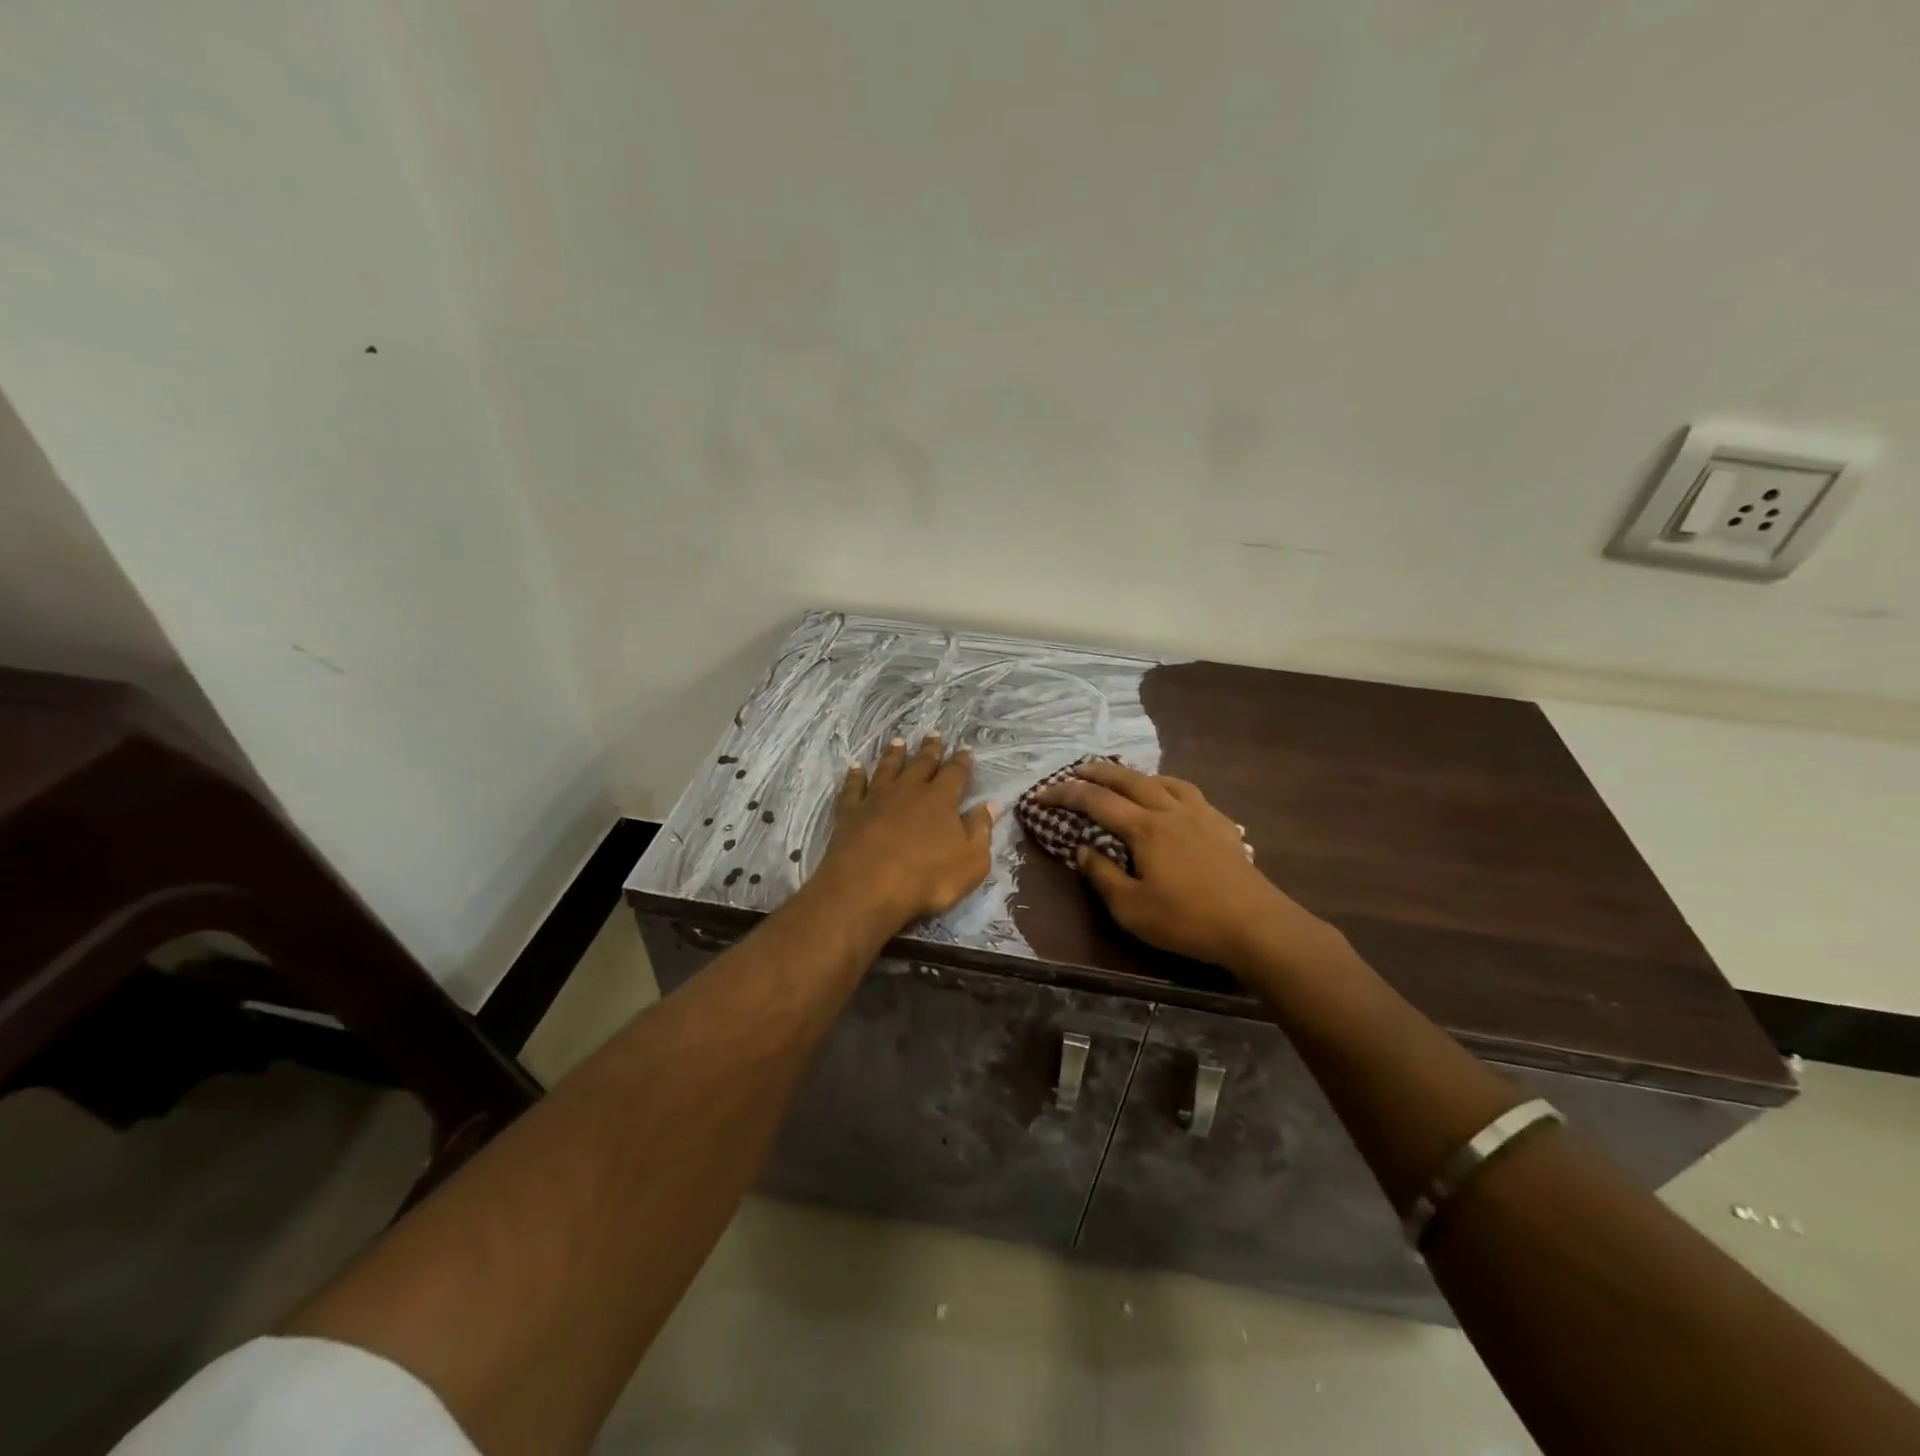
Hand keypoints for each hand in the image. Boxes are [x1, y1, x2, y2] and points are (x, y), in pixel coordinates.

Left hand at [813, 734, 995, 925]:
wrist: (868, 887)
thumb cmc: (928, 878)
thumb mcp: (971, 860)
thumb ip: (981, 830)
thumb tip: (990, 805)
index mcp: (941, 800)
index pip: (956, 773)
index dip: (962, 761)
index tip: (966, 749)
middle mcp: (909, 790)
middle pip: (921, 764)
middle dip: (930, 749)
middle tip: (933, 734)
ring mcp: (876, 798)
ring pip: (887, 768)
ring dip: (894, 754)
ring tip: (898, 742)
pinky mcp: (850, 811)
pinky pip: (853, 787)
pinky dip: (855, 775)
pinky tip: (855, 767)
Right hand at [1035, 760, 1325, 968]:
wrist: (1255, 926)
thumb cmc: (1187, 920)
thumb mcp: (1131, 908)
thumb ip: (1102, 875)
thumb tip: (1081, 849)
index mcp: (1145, 827)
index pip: (1096, 801)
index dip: (1065, 794)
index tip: (1041, 793)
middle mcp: (1170, 810)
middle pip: (1129, 779)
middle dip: (1098, 772)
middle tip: (1076, 770)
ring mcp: (1201, 815)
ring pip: (1163, 781)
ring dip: (1136, 775)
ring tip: (1123, 778)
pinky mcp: (1222, 827)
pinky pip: (1190, 794)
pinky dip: (1170, 787)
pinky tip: (1172, 799)